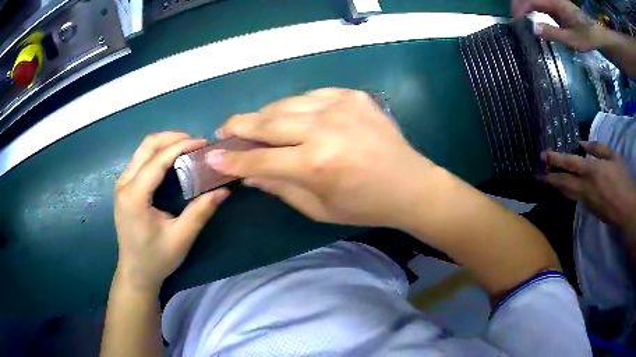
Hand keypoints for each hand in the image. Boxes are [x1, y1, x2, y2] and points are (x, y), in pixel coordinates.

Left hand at [114, 132, 229, 291]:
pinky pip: (140, 159)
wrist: (135, 272)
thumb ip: (201, 211)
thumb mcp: (181, 238)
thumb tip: (225, 189)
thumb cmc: (156, 259)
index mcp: (134, 196)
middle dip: (172, 138)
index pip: (158, 159)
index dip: (182, 146)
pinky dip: (157, 153)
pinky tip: (172, 161)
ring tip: (187, 148)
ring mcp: (121, 183)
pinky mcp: (124, 187)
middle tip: (196, 143)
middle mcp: (124, 183)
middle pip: (147, 145)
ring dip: (165, 144)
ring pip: (142, 149)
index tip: (204, 142)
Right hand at [209, 88, 435, 227]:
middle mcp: (324, 129)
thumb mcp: (318, 208)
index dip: (233, 158)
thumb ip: (280, 187)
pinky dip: (297, 106)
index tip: (213, 155)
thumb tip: (248, 172)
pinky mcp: (353, 96)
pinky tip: (295, 116)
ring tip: (256, 123)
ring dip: (266, 113)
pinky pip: (312, 96)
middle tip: (225, 128)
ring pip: (287, 103)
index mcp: (315, 164)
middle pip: (268, 121)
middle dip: (240, 124)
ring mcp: (340, 106)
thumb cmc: (364, 205)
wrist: (410, 184)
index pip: (260, 158)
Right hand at [512, 0, 610, 51]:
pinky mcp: (553, 6)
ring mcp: (551, 2)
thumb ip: (554, 34)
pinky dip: (530, 10)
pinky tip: (529, 19)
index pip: (531, 0)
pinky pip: (537, 4)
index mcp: (555, 3)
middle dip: (518, 7)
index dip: (520, 8)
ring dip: (522, 8)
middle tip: (514, 22)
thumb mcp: (573, 40)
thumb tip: (534, 30)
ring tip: (519, 21)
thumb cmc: (587, 36)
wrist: (595, 32)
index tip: (515, 22)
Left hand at [541, 142, 635, 231]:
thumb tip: (582, 144)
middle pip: (563, 183)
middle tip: (537, 175)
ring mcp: (586, 201)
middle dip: (549, 178)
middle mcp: (585, 187)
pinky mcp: (589, 210)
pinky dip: (567, 194)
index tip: (542, 155)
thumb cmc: (622, 179)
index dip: (554, 159)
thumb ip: (597, 149)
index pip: (569, 163)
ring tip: (546, 181)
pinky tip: (564, 189)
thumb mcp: (613, 156)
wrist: (626, 210)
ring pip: (567, 193)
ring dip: (556, 187)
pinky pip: (575, 200)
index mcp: (591, 170)